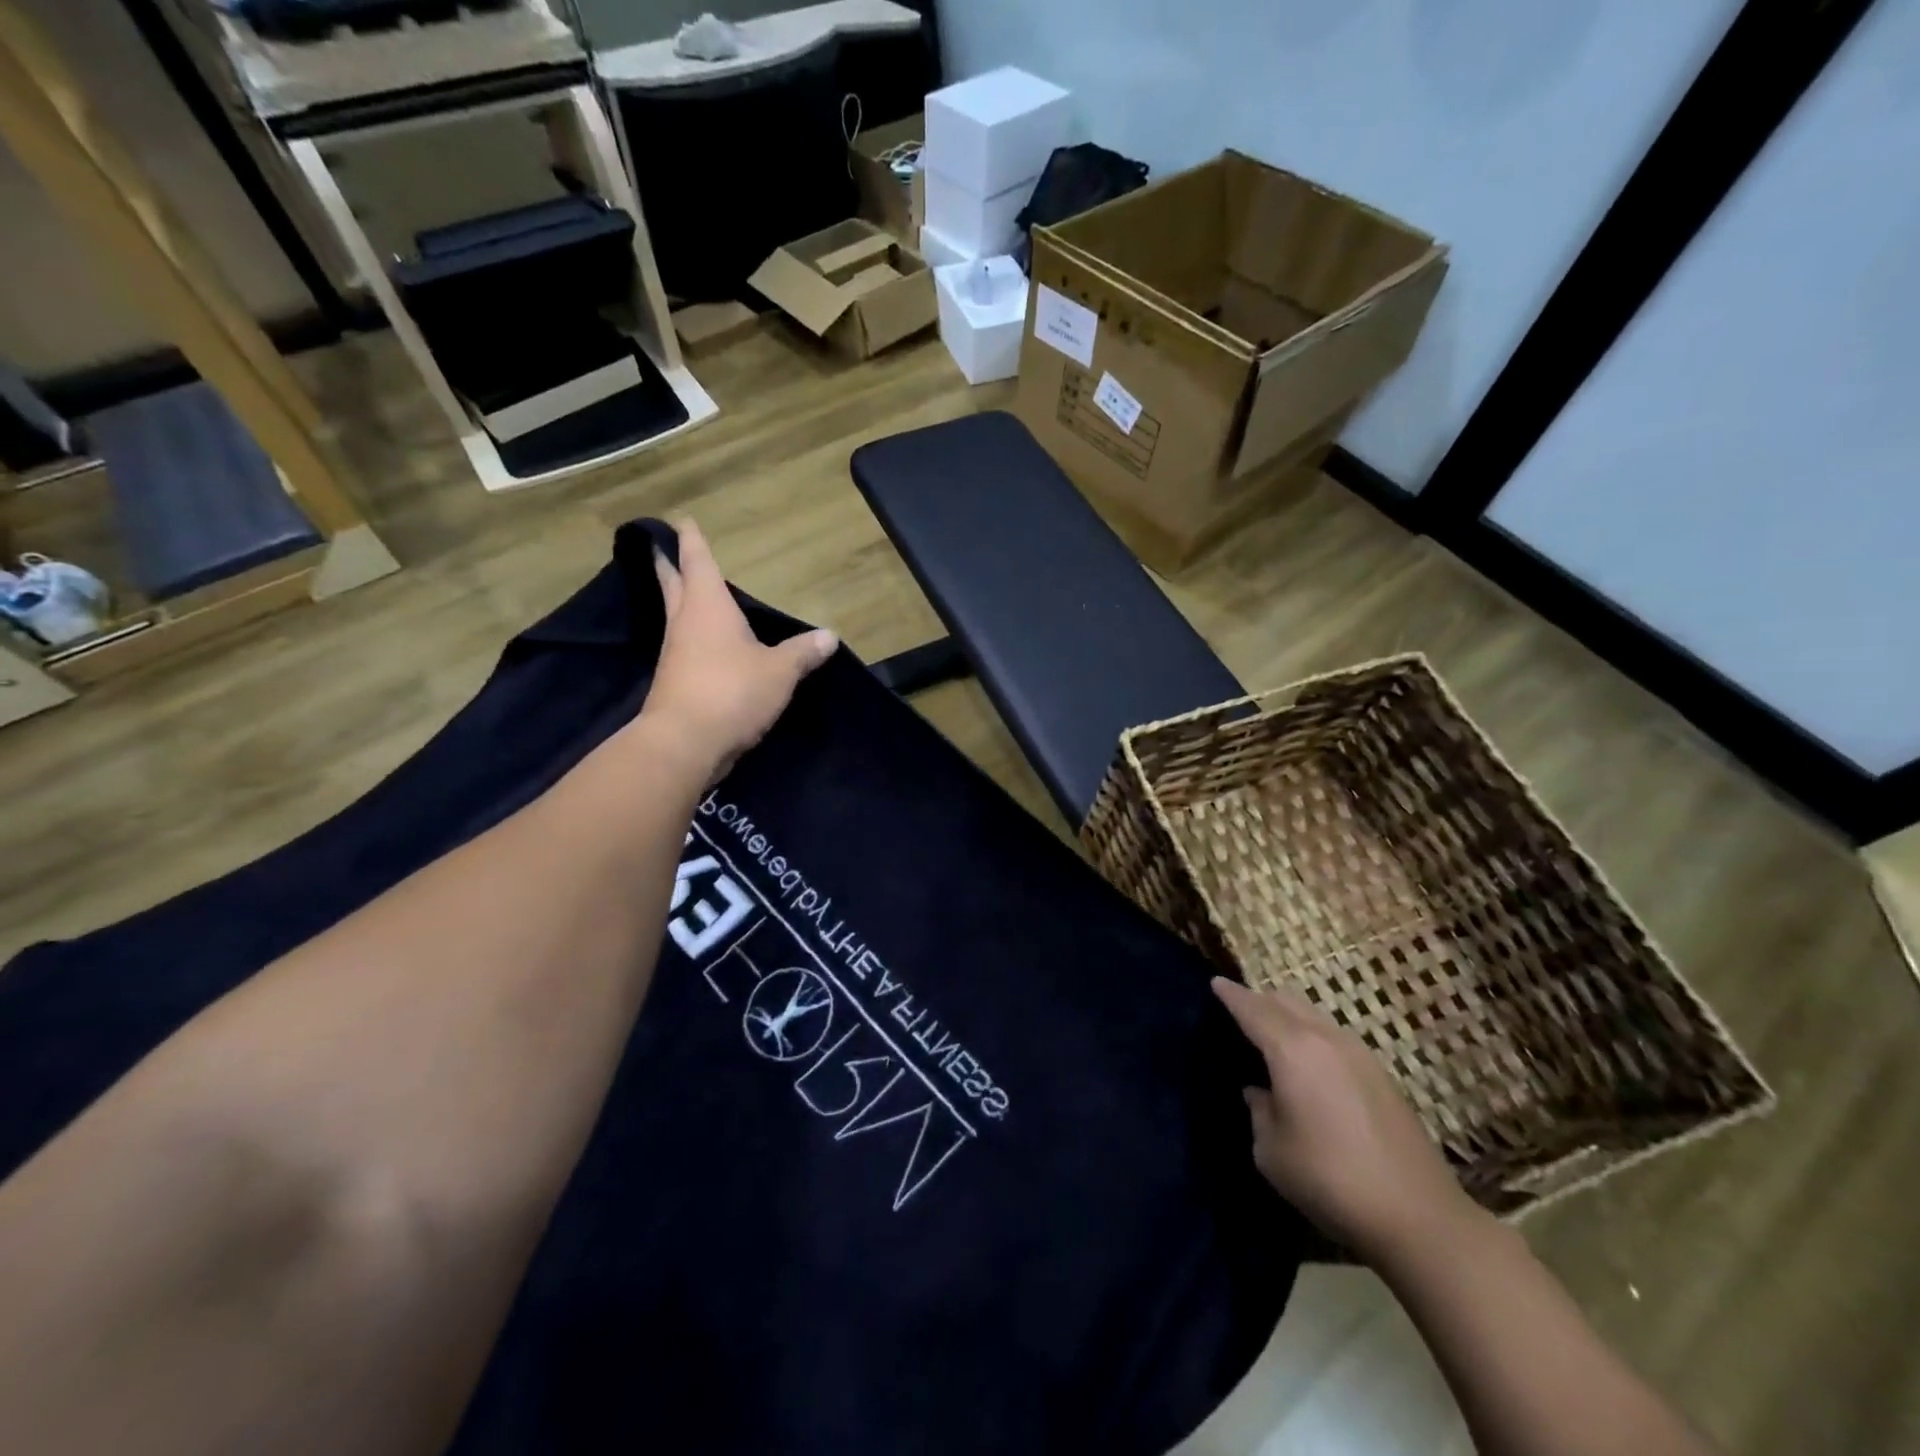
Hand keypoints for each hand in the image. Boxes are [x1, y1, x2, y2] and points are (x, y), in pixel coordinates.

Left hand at [641, 520, 836, 780]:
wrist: (685, 743)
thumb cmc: (732, 692)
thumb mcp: (780, 672)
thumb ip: (803, 653)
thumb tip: (829, 636)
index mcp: (708, 608)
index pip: (698, 563)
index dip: (691, 541)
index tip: (681, 522)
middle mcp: (686, 624)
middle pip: (674, 586)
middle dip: (671, 566)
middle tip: (662, 550)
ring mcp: (676, 655)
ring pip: (677, 618)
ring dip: (680, 603)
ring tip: (690, 595)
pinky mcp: (675, 683)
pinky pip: (684, 649)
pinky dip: (692, 639)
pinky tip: (706, 648)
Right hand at [1211, 976, 1483, 1269]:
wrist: (1418, 1216)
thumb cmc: (1330, 1180)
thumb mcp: (1271, 1152)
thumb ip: (1259, 1111)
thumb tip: (1260, 1093)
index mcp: (1291, 1050)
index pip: (1252, 1009)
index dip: (1231, 995)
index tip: (1215, 983)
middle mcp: (1325, 1039)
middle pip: (1285, 1000)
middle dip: (1258, 999)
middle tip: (1238, 1011)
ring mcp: (1358, 1053)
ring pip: (1312, 1013)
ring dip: (1287, 1014)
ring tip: (1272, 1034)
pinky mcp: (1380, 1074)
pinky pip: (1333, 1034)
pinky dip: (1311, 1033)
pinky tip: (1308, 1061)